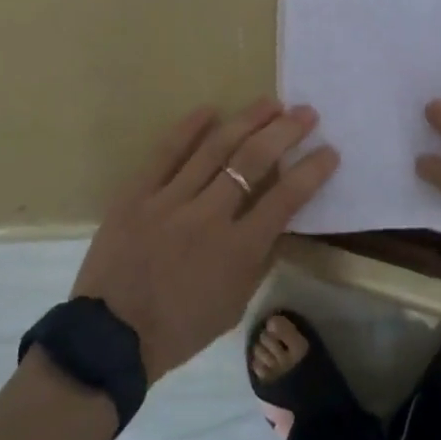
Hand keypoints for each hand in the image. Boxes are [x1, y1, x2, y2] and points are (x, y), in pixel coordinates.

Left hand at [71, 98, 339, 381]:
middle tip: (305, 112)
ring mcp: (170, 200)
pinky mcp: (137, 193)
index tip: (330, 150)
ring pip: (214, 148)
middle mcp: (208, 216)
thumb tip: (278, 221)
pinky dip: (188, 127)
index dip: (312, 171)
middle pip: (253, 161)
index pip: (286, 199)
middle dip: (284, 132)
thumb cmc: (180, 328)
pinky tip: (210, 108)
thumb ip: (259, 259)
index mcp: (237, 250)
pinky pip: (166, 153)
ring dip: (247, 120)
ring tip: (270, 103)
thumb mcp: (234, 304)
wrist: (110, 337)